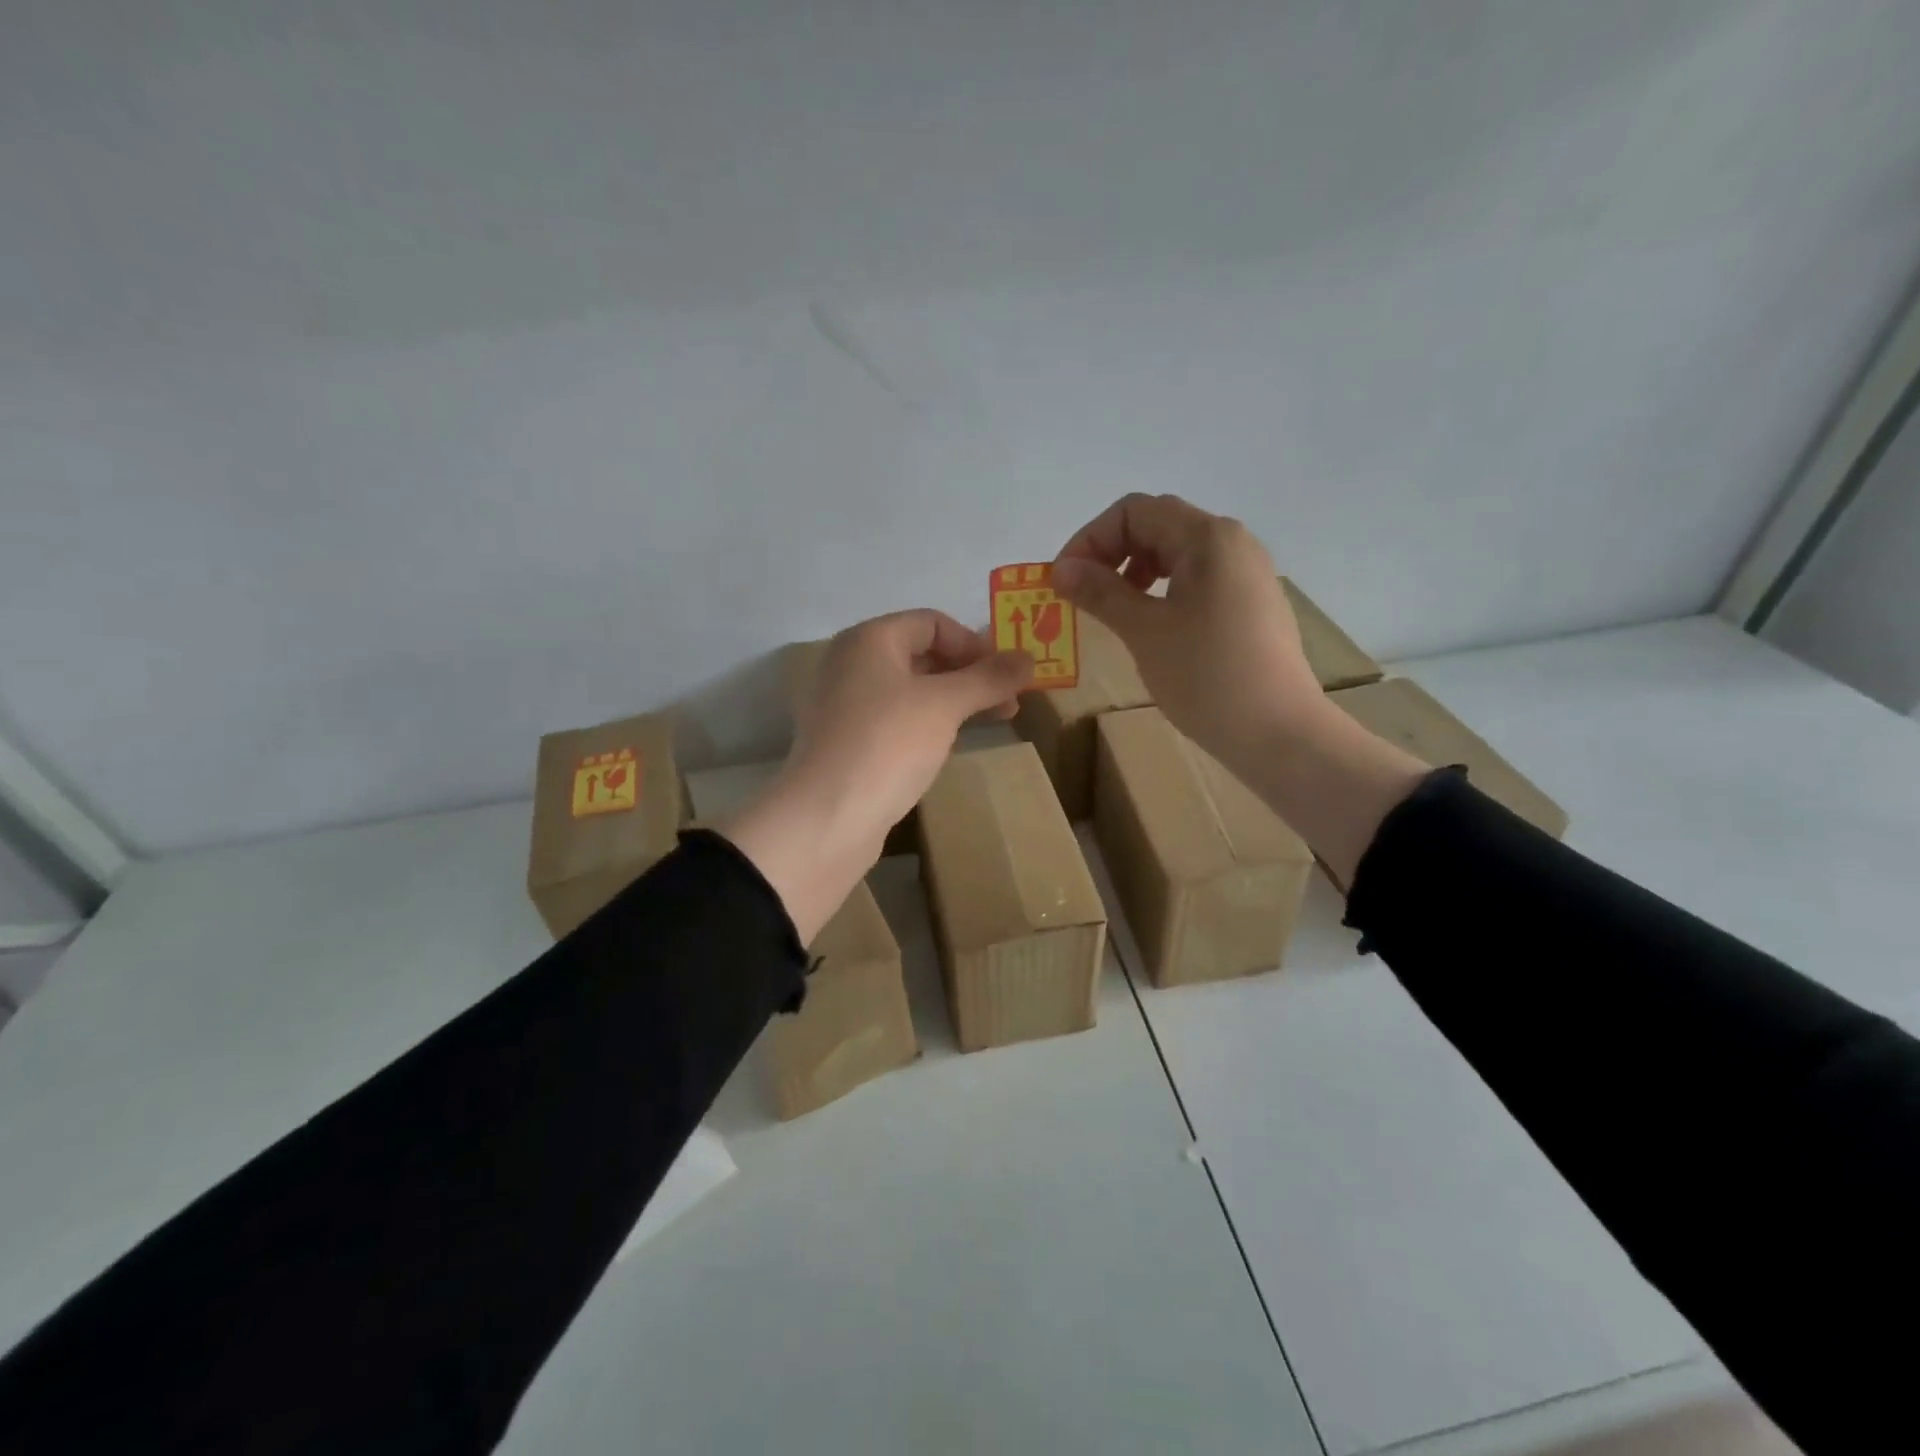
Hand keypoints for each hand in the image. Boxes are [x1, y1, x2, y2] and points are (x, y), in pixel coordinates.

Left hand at [723, 611, 1031, 941]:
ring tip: (991, 721)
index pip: (931, 623)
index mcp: (868, 640)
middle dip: (969, 674)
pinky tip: (949, 743)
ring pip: (909, 690)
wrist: (827, 817)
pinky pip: (894, 719)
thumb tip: (1029, 659)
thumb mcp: (945, 705)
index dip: (974, 643)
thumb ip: (988, 678)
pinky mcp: (845, 743)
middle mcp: (850, 664)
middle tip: (1009, 700)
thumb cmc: (888, 744)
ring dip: (953, 700)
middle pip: (920, 654)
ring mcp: (843, 705)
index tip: (1008, 673)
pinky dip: (926, 723)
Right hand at [1051, 493, 1321, 769]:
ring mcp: (1247, 572)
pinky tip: (1152, 624)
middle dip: (1111, 552)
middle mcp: (1232, 542)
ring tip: (1114, 608)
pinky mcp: (1252, 602)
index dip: (1090, 538)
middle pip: (1158, 525)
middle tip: (1083, 593)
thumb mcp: (1144, 631)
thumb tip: (1060, 569)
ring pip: (1178, 552)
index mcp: (1207, 537)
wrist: (1278, 732)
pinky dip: (1163, 588)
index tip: (1064, 580)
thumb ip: (1100, 592)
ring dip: (1135, 570)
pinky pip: (1198, 577)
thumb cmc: (1206, 676)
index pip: (1134, 511)